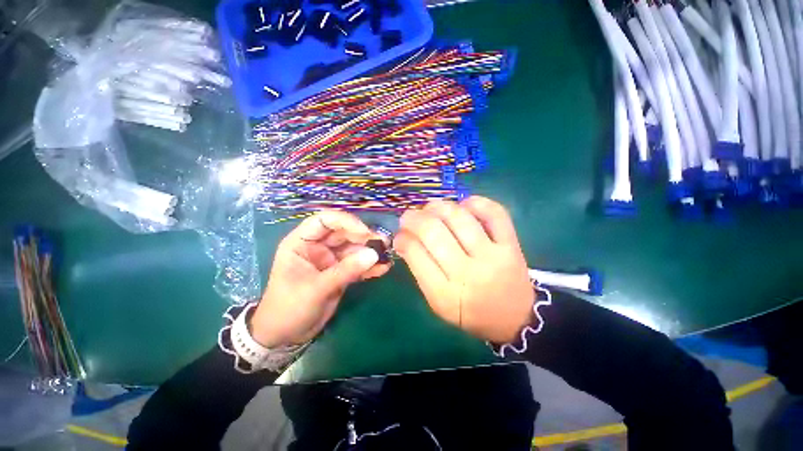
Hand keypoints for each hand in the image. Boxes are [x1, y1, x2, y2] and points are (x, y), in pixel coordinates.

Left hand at [251, 211, 390, 347]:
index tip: (365, 232)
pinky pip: (357, 264)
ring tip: (388, 255)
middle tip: (384, 243)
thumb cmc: (289, 308)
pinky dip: (370, 265)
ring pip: (354, 248)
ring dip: (370, 251)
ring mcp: (331, 259)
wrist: (286, 335)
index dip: (346, 221)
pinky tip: (383, 268)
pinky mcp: (341, 271)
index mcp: (302, 242)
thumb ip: (345, 271)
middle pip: (344, 233)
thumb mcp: (316, 289)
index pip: (324, 220)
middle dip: (364, 237)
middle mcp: (318, 246)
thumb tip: (374, 255)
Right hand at [393, 197, 533, 343]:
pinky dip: (475, 202)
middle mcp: (468, 273)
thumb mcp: (438, 302)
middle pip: (433, 232)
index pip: (415, 254)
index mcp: (445, 294)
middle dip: (413, 218)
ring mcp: (492, 256)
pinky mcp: (511, 245)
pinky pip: (494, 213)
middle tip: (408, 217)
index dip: (402, 238)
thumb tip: (403, 238)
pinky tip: (463, 205)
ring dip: (438, 206)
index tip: (399, 234)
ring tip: (430, 208)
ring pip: (459, 218)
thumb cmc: (470, 312)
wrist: (515, 318)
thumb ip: (420, 271)